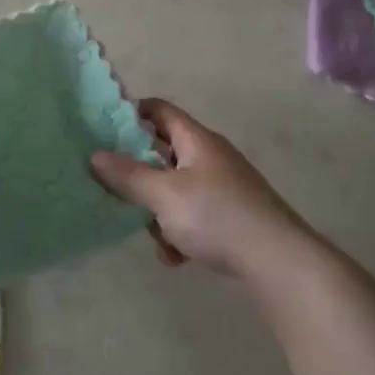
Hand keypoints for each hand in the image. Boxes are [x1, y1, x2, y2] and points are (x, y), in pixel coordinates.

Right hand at [90, 99, 306, 274]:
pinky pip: (193, 216)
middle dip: (140, 176)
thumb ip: (128, 176)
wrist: (279, 263)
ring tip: (158, 238)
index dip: (130, 115)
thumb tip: (95, 155)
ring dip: (159, 213)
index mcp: (197, 140)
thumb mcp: (164, 195)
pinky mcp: (231, 217)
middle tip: (118, 192)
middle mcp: (211, 157)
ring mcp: (223, 188)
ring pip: (175, 190)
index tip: (103, 132)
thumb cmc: (217, 216)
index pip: (159, 111)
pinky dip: (180, 233)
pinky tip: (177, 257)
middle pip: (163, 153)